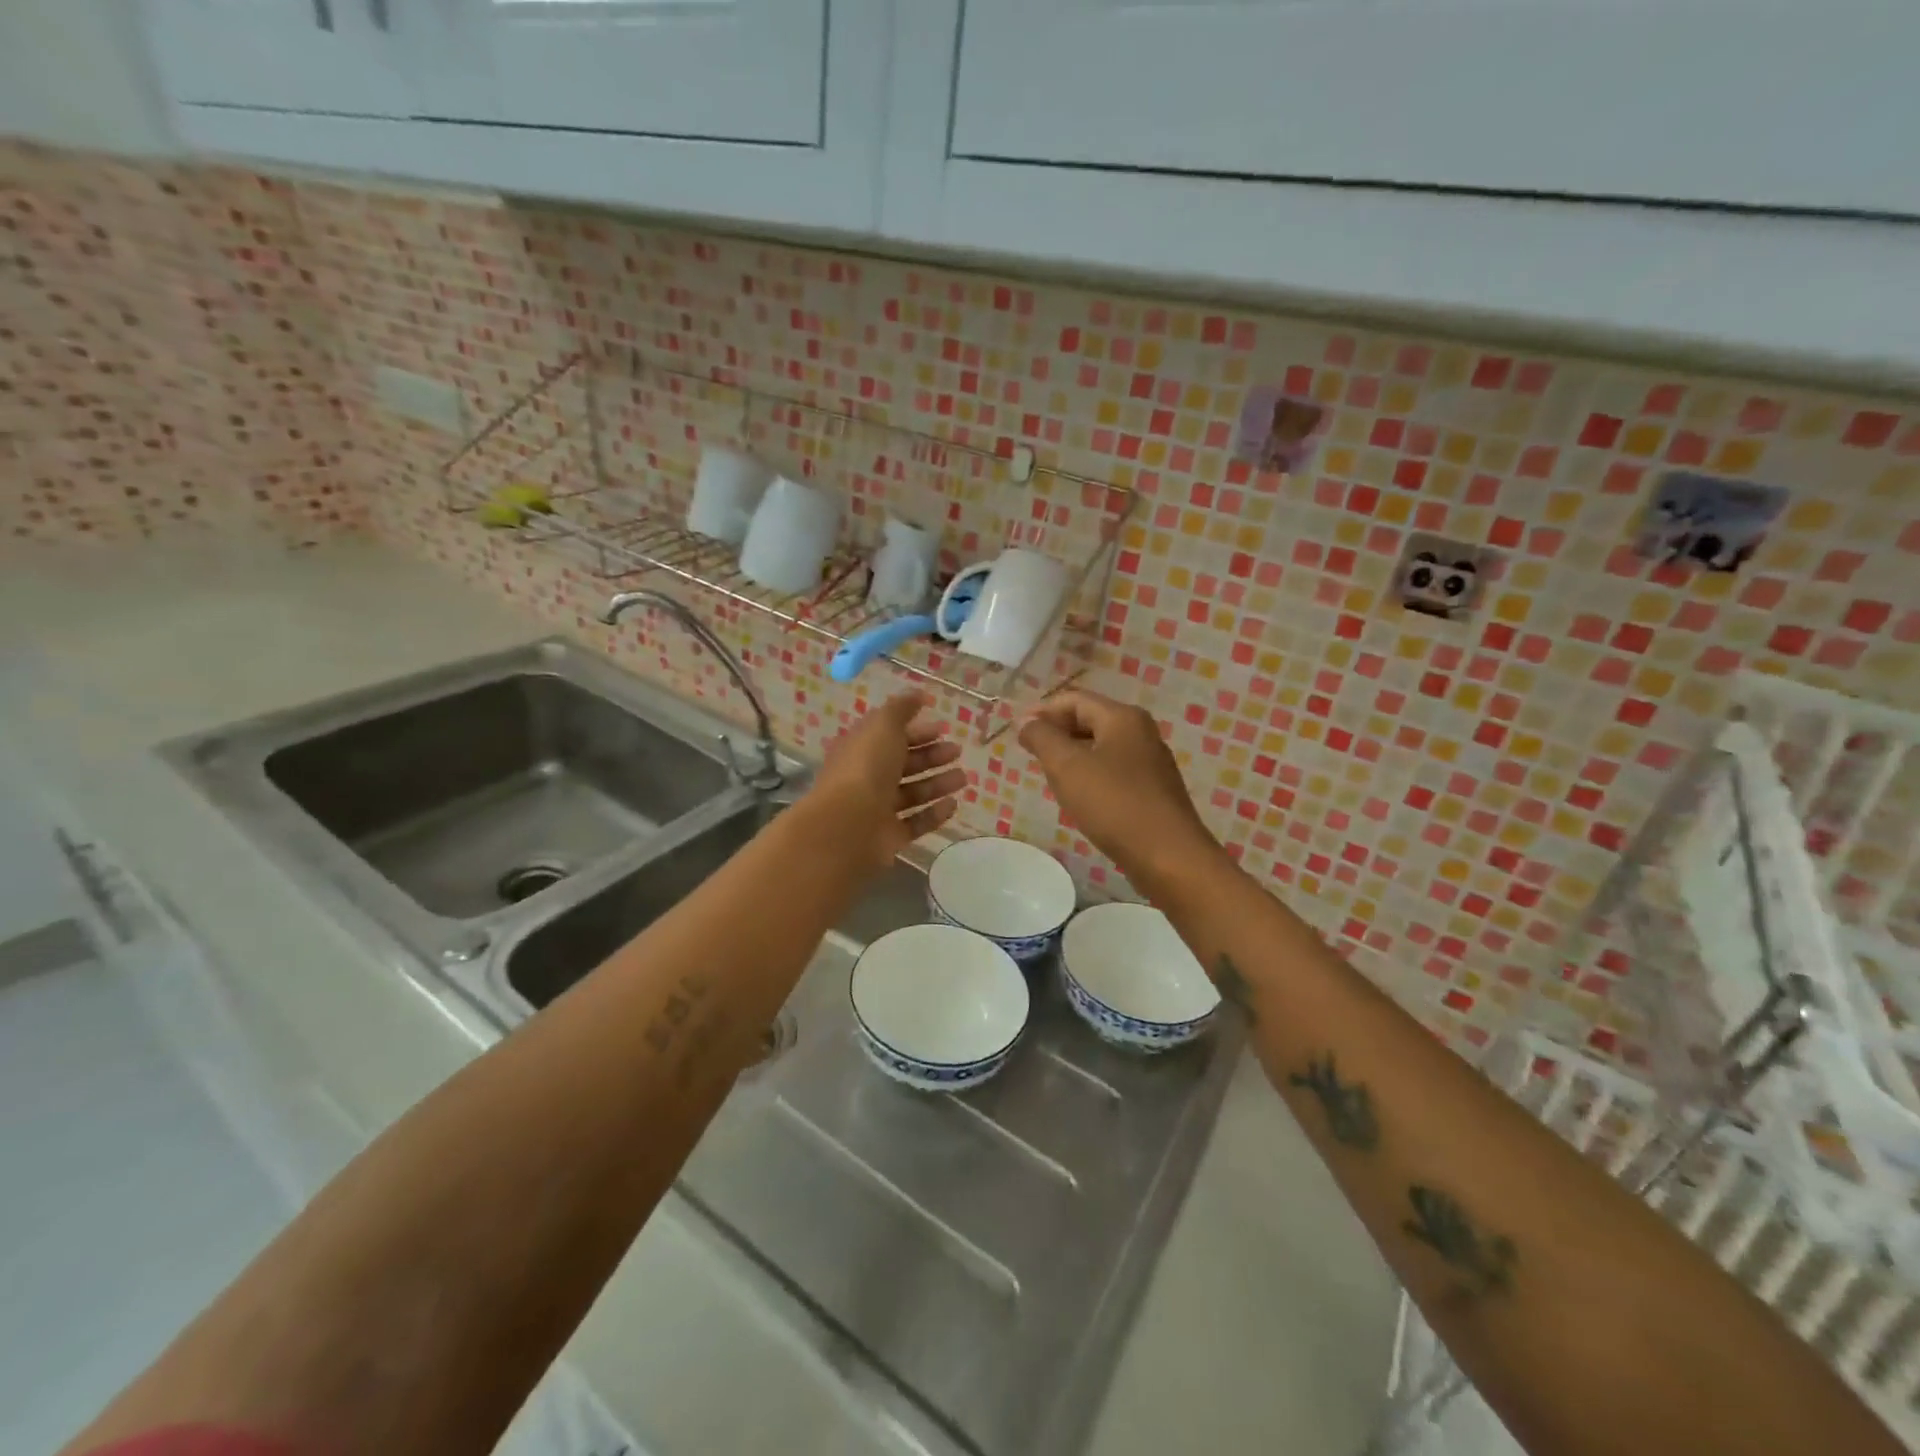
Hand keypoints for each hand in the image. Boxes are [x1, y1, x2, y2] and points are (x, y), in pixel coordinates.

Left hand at [805, 692, 966, 871]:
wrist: (847, 826)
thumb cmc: (865, 769)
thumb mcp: (883, 726)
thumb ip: (901, 708)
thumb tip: (918, 693)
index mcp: (861, 749)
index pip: (890, 736)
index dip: (915, 731)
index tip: (942, 727)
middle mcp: (867, 778)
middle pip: (903, 764)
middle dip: (930, 756)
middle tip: (957, 751)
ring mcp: (877, 810)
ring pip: (912, 794)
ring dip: (937, 784)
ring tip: (963, 778)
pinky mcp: (889, 837)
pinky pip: (915, 823)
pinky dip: (934, 814)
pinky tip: (953, 805)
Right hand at [1019, 688, 1221, 891]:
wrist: (1168, 856)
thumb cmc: (1114, 804)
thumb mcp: (1067, 767)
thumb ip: (1042, 738)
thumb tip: (1025, 722)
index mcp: (1122, 717)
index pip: (1074, 700)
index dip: (1042, 712)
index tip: (1017, 734)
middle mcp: (1141, 731)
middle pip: (1090, 719)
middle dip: (1057, 732)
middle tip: (1030, 755)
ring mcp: (1151, 761)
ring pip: (1101, 746)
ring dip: (1072, 755)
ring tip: (1049, 776)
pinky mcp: (1154, 789)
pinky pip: (1114, 770)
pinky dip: (1091, 774)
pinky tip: (1080, 797)